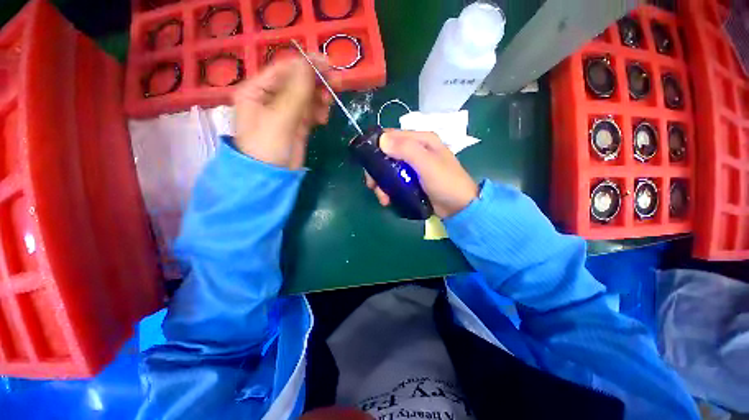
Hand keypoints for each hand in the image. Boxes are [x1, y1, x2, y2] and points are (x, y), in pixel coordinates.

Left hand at [233, 56, 336, 168]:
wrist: (271, 178)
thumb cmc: (267, 146)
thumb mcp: (280, 117)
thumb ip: (296, 92)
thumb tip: (311, 64)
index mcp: (257, 90)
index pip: (282, 69)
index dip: (305, 64)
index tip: (327, 63)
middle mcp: (270, 98)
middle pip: (296, 82)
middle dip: (315, 82)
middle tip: (335, 83)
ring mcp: (285, 112)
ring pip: (306, 97)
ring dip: (319, 98)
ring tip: (327, 105)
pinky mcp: (297, 125)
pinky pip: (310, 112)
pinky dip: (319, 111)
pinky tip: (323, 117)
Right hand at [365, 130, 478, 217]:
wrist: (460, 207)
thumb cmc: (446, 182)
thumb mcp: (427, 164)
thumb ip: (406, 150)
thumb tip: (381, 140)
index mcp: (421, 140)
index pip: (392, 135)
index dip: (377, 146)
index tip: (367, 162)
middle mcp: (416, 150)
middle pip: (387, 154)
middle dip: (377, 170)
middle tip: (372, 185)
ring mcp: (413, 166)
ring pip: (389, 169)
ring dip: (382, 183)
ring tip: (383, 198)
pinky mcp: (412, 180)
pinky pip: (394, 181)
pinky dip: (388, 189)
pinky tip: (388, 200)